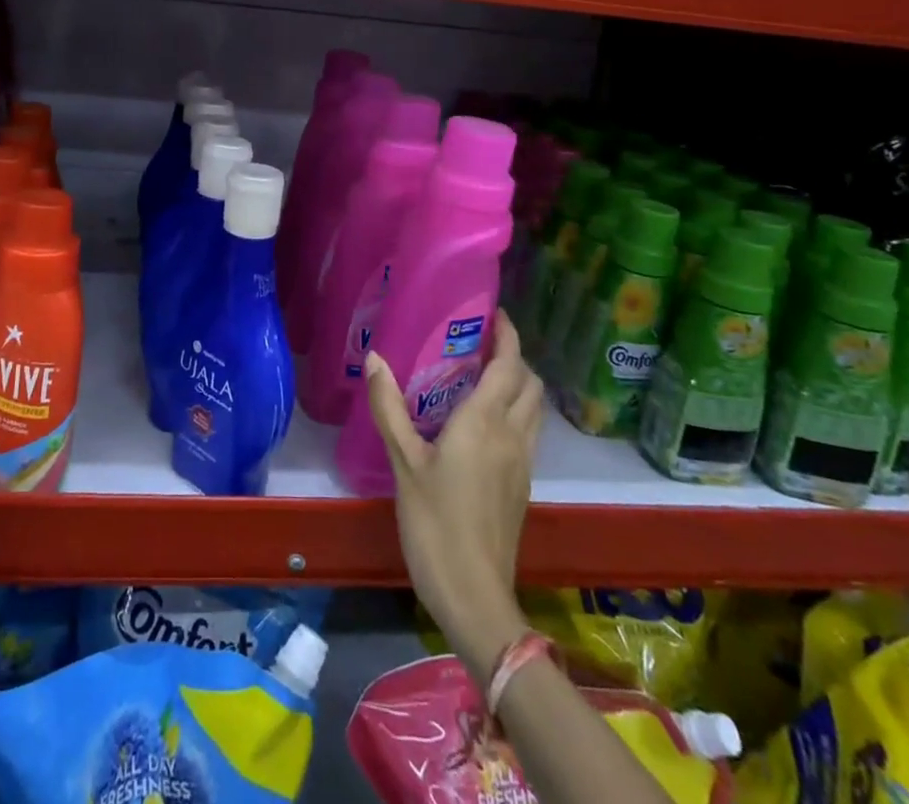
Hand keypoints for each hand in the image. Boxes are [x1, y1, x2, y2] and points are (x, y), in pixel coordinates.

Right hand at [364, 310, 542, 683]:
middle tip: (480, 342)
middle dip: (513, 356)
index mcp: (485, 422)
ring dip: (518, 383)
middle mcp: (513, 436)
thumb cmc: (435, 523)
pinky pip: (528, 432)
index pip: (509, 365)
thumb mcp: (404, 463)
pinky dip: (515, 410)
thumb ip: (389, 408)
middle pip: (529, 383)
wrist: (475, 596)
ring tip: (482, 374)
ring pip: (534, 409)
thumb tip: (375, 358)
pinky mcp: (522, 485)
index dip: (508, 335)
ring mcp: (523, 463)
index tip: (494, 312)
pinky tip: (484, 420)